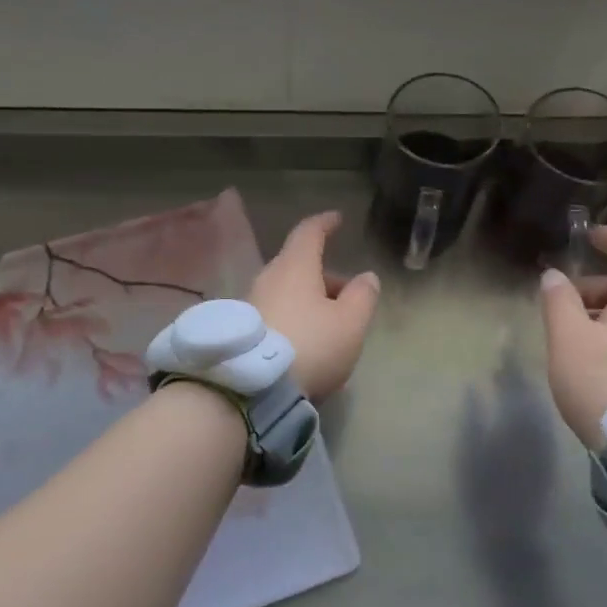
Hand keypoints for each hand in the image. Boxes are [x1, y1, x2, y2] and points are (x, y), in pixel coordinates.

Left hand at [250, 211, 380, 400]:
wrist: (251, 388)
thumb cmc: (310, 345)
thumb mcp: (350, 323)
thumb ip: (363, 296)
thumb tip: (366, 277)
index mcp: (295, 267)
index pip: (309, 232)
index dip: (325, 223)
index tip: (336, 219)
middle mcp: (268, 277)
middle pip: (298, 265)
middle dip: (323, 275)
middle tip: (347, 295)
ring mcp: (249, 303)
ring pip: (286, 290)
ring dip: (308, 299)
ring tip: (330, 326)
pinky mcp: (241, 330)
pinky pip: (274, 312)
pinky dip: (292, 317)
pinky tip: (305, 343)